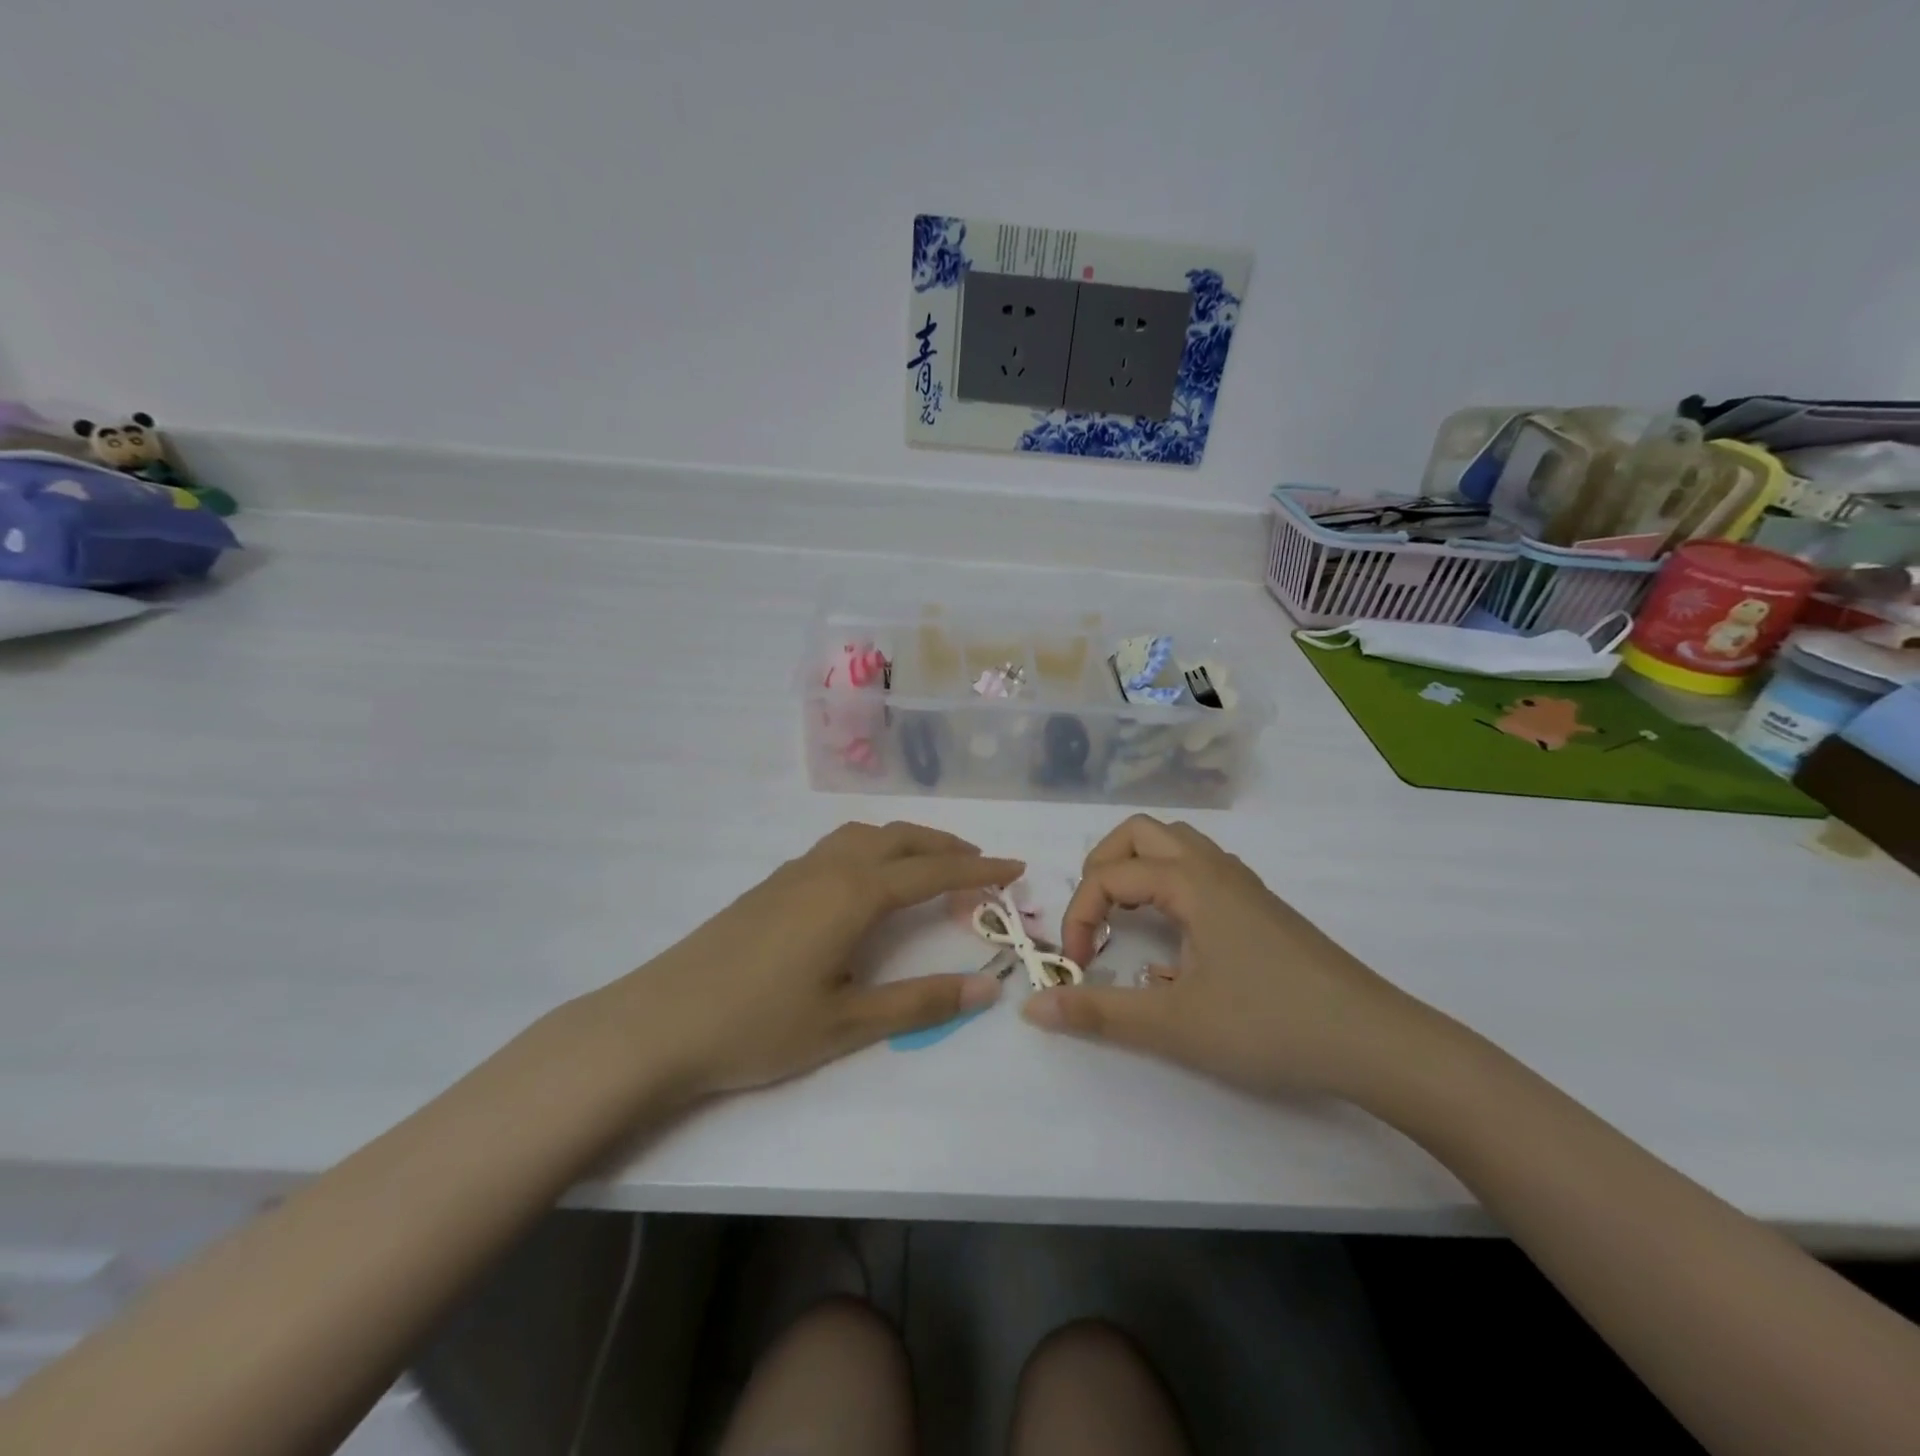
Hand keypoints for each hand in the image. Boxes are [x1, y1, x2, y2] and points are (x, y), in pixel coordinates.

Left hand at [610, 822, 1020, 1097]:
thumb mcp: (847, 1023)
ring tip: (929, 864)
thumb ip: (920, 1003)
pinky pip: (837, 846)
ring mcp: (795, 871)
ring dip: (906, 841)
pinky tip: (867, 879)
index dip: (978, 870)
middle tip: (980, 863)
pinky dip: (872, 847)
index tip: (1015, 867)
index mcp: (854, 895)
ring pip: (865, 835)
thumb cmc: (758, 1026)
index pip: (932, 872)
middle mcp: (829, 869)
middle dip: (946, 847)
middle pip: (900, 839)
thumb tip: (987, 988)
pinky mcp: (771, 884)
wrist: (660, 1022)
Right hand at [1024, 816, 1428, 1099]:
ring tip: (1127, 919)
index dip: (1078, 916)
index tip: (1078, 966)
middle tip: (1095, 918)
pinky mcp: (1262, 906)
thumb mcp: (1174, 1025)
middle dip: (1102, 866)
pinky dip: (1170, 883)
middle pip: (1140, 832)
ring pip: (1176, 845)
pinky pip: (1202, 869)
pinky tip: (1177, 938)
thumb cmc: (1269, 1025)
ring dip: (1138, 869)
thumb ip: (1098, 1012)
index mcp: (1190, 882)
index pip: (1109, 876)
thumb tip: (1032, 1007)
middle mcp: (1214, 868)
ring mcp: (1243, 884)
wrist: (1375, 1042)